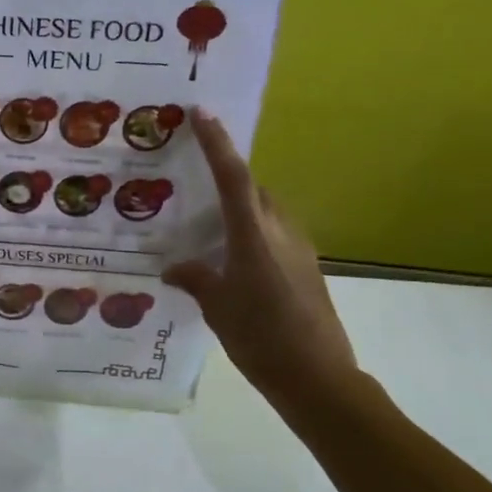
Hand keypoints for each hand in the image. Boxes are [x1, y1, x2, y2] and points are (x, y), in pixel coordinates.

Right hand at [162, 109, 358, 413]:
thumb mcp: (217, 308)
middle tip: (193, 178)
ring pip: (265, 210)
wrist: (318, 378)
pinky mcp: (306, 268)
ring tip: (206, 221)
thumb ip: (195, 279)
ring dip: (240, 206)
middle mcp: (280, 232)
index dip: (217, 143)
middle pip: (252, 188)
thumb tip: (173, 268)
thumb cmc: (261, 339)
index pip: (233, 177)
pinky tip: (231, 257)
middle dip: (226, 175)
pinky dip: (251, 231)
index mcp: (254, 235)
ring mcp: (299, 249)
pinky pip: (274, 233)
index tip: (202, 113)